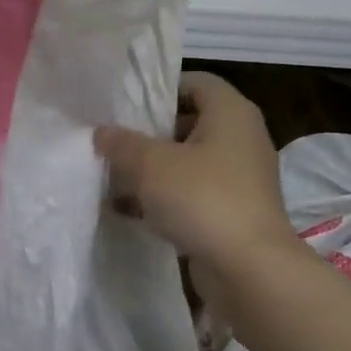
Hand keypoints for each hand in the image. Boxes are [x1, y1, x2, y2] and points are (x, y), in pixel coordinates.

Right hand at [94, 72, 297, 273]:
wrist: (249, 268)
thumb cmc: (202, 199)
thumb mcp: (151, 165)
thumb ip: (122, 144)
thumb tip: (101, 132)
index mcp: (231, 113)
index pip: (196, 82)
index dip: (160, 89)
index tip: (126, 106)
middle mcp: (241, 139)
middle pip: (189, 123)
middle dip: (149, 134)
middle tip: (114, 143)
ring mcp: (239, 178)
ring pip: (188, 163)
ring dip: (152, 171)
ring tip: (113, 178)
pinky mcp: (232, 212)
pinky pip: (192, 195)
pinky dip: (164, 199)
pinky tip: (128, 211)